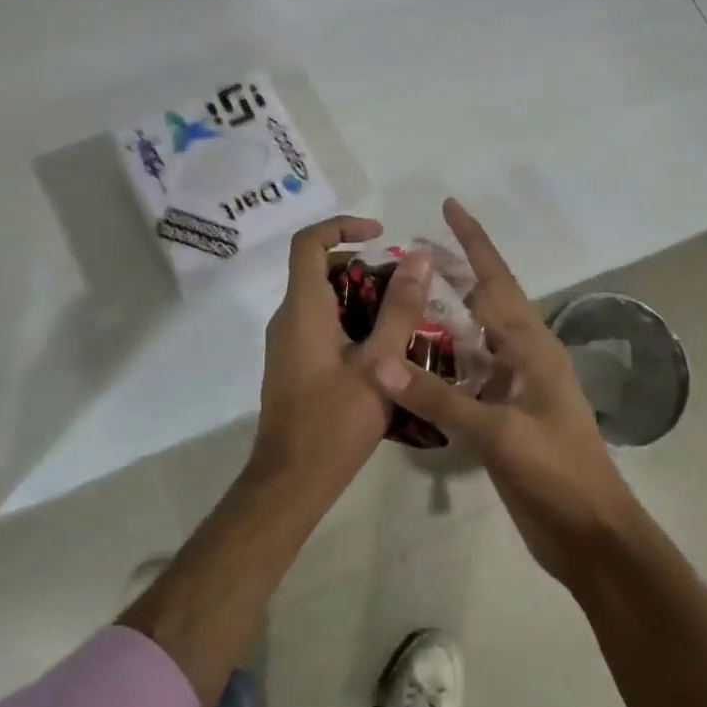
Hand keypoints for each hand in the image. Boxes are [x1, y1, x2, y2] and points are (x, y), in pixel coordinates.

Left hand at [253, 216, 431, 491]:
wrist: (291, 481)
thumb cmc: (335, 421)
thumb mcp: (379, 362)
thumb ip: (400, 308)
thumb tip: (419, 257)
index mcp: (303, 309)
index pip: (309, 243)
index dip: (342, 225)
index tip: (381, 233)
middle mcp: (288, 318)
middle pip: (320, 269)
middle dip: (364, 267)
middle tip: (407, 285)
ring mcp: (288, 343)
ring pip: (324, 300)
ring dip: (363, 297)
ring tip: (406, 317)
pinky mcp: (294, 364)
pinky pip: (321, 325)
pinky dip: (352, 322)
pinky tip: (386, 350)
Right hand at [369, 199, 638, 584]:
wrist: (589, 534)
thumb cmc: (555, 474)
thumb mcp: (498, 433)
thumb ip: (437, 397)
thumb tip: (379, 362)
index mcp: (533, 348)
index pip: (497, 282)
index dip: (473, 242)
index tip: (450, 206)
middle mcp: (526, 358)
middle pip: (487, 302)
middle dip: (456, 272)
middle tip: (414, 249)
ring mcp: (517, 389)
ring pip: (476, 340)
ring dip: (447, 317)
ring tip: (408, 297)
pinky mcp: (507, 417)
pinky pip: (471, 376)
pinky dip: (445, 362)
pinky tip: (417, 362)